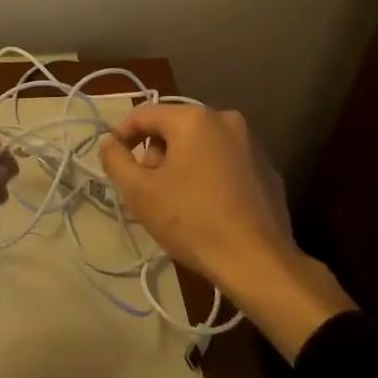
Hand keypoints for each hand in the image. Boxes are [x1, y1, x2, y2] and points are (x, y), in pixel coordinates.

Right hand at [99, 105, 355, 358]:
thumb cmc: (191, 220)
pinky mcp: (267, 169)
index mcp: (193, 118)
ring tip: (175, 202)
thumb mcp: (139, 191)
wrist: (257, 262)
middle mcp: (225, 120)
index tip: (112, 163)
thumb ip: (115, 159)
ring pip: (200, 144)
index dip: (121, 136)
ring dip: (181, 164)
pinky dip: (208, 175)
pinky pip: (224, 162)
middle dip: (154, 154)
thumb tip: (110, 143)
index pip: (143, 115)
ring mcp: (251, 144)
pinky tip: (206, 208)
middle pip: (173, 128)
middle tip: (146, 189)